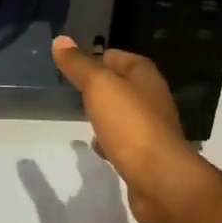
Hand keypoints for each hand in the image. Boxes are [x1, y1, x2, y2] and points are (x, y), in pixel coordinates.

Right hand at [52, 37, 220, 222]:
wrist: (161, 181)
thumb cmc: (131, 125)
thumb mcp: (99, 86)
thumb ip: (79, 65)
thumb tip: (60, 40)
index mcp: (145, 76)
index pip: (117, 56)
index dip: (96, 56)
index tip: (71, 63)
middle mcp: (151, 99)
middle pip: (121, 84)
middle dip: (99, 86)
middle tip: (72, 88)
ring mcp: (150, 129)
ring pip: (121, 113)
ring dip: (104, 113)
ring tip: (80, 114)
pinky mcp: (146, 156)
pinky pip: (123, 140)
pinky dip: (109, 140)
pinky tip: (95, 145)